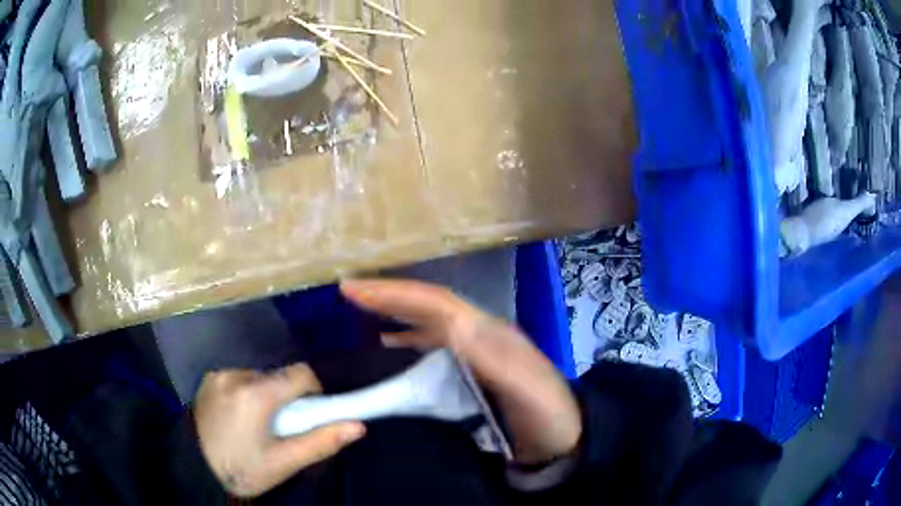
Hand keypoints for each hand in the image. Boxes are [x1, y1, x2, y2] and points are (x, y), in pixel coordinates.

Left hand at [194, 364, 364, 497]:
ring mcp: (220, 374)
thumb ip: (321, 442)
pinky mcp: (209, 378)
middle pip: (279, 376)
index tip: (310, 414)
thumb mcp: (284, 463)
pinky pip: (239, 379)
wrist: (194, 469)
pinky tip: (239, 418)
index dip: (313, 391)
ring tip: (258, 425)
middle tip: (282, 428)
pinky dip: (247, 393)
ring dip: (266, 395)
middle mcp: (237, 375)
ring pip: (259, 377)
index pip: (300, 374)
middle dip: (287, 397)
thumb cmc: (241, 469)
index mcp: (257, 395)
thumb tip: (358, 425)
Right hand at [341, 279, 580, 463]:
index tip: (354, 289)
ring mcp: (474, 354)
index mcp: (489, 334)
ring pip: (428, 324)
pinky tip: (388, 347)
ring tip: (361, 313)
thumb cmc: (546, 415)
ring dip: (395, 314)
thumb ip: (492, 357)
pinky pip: (431, 348)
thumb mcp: (525, 387)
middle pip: (429, 307)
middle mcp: (479, 336)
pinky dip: (406, 342)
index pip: (437, 304)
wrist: (564, 439)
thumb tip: (449, 324)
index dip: (396, 294)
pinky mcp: (470, 373)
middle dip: (390, 296)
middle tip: (348, 292)